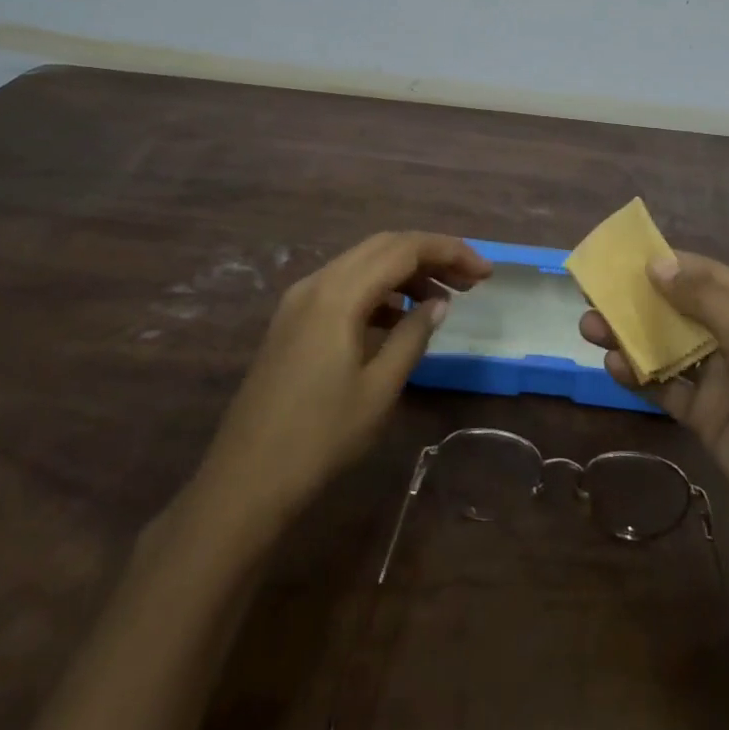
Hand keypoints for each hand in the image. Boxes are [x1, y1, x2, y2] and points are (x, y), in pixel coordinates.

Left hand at [194, 232, 490, 528]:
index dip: (449, 252)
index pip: (404, 249)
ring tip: (443, 299)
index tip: (485, 272)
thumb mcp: (379, 389)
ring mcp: (300, 299)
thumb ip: (412, 336)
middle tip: (470, 280)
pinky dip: (378, 290)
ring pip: (363, 263)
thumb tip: (439, 303)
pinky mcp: (292, 320)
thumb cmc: (319, 438)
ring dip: (405, 272)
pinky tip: (399, 317)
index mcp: (339, 293)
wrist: (243, 483)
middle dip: (431, 255)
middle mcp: (317, 282)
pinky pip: (344, 285)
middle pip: (383, 246)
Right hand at [580, 250, 728, 552]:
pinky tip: (613, 368)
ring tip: (589, 328)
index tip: (621, 259)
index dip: (664, 265)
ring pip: (666, 348)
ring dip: (629, 337)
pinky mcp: (706, 417)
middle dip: (637, 302)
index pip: (704, 275)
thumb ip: (700, 297)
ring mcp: (721, 379)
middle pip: (678, 311)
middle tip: (592, 295)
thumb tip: (656, 263)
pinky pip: (666, 388)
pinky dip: (639, 377)